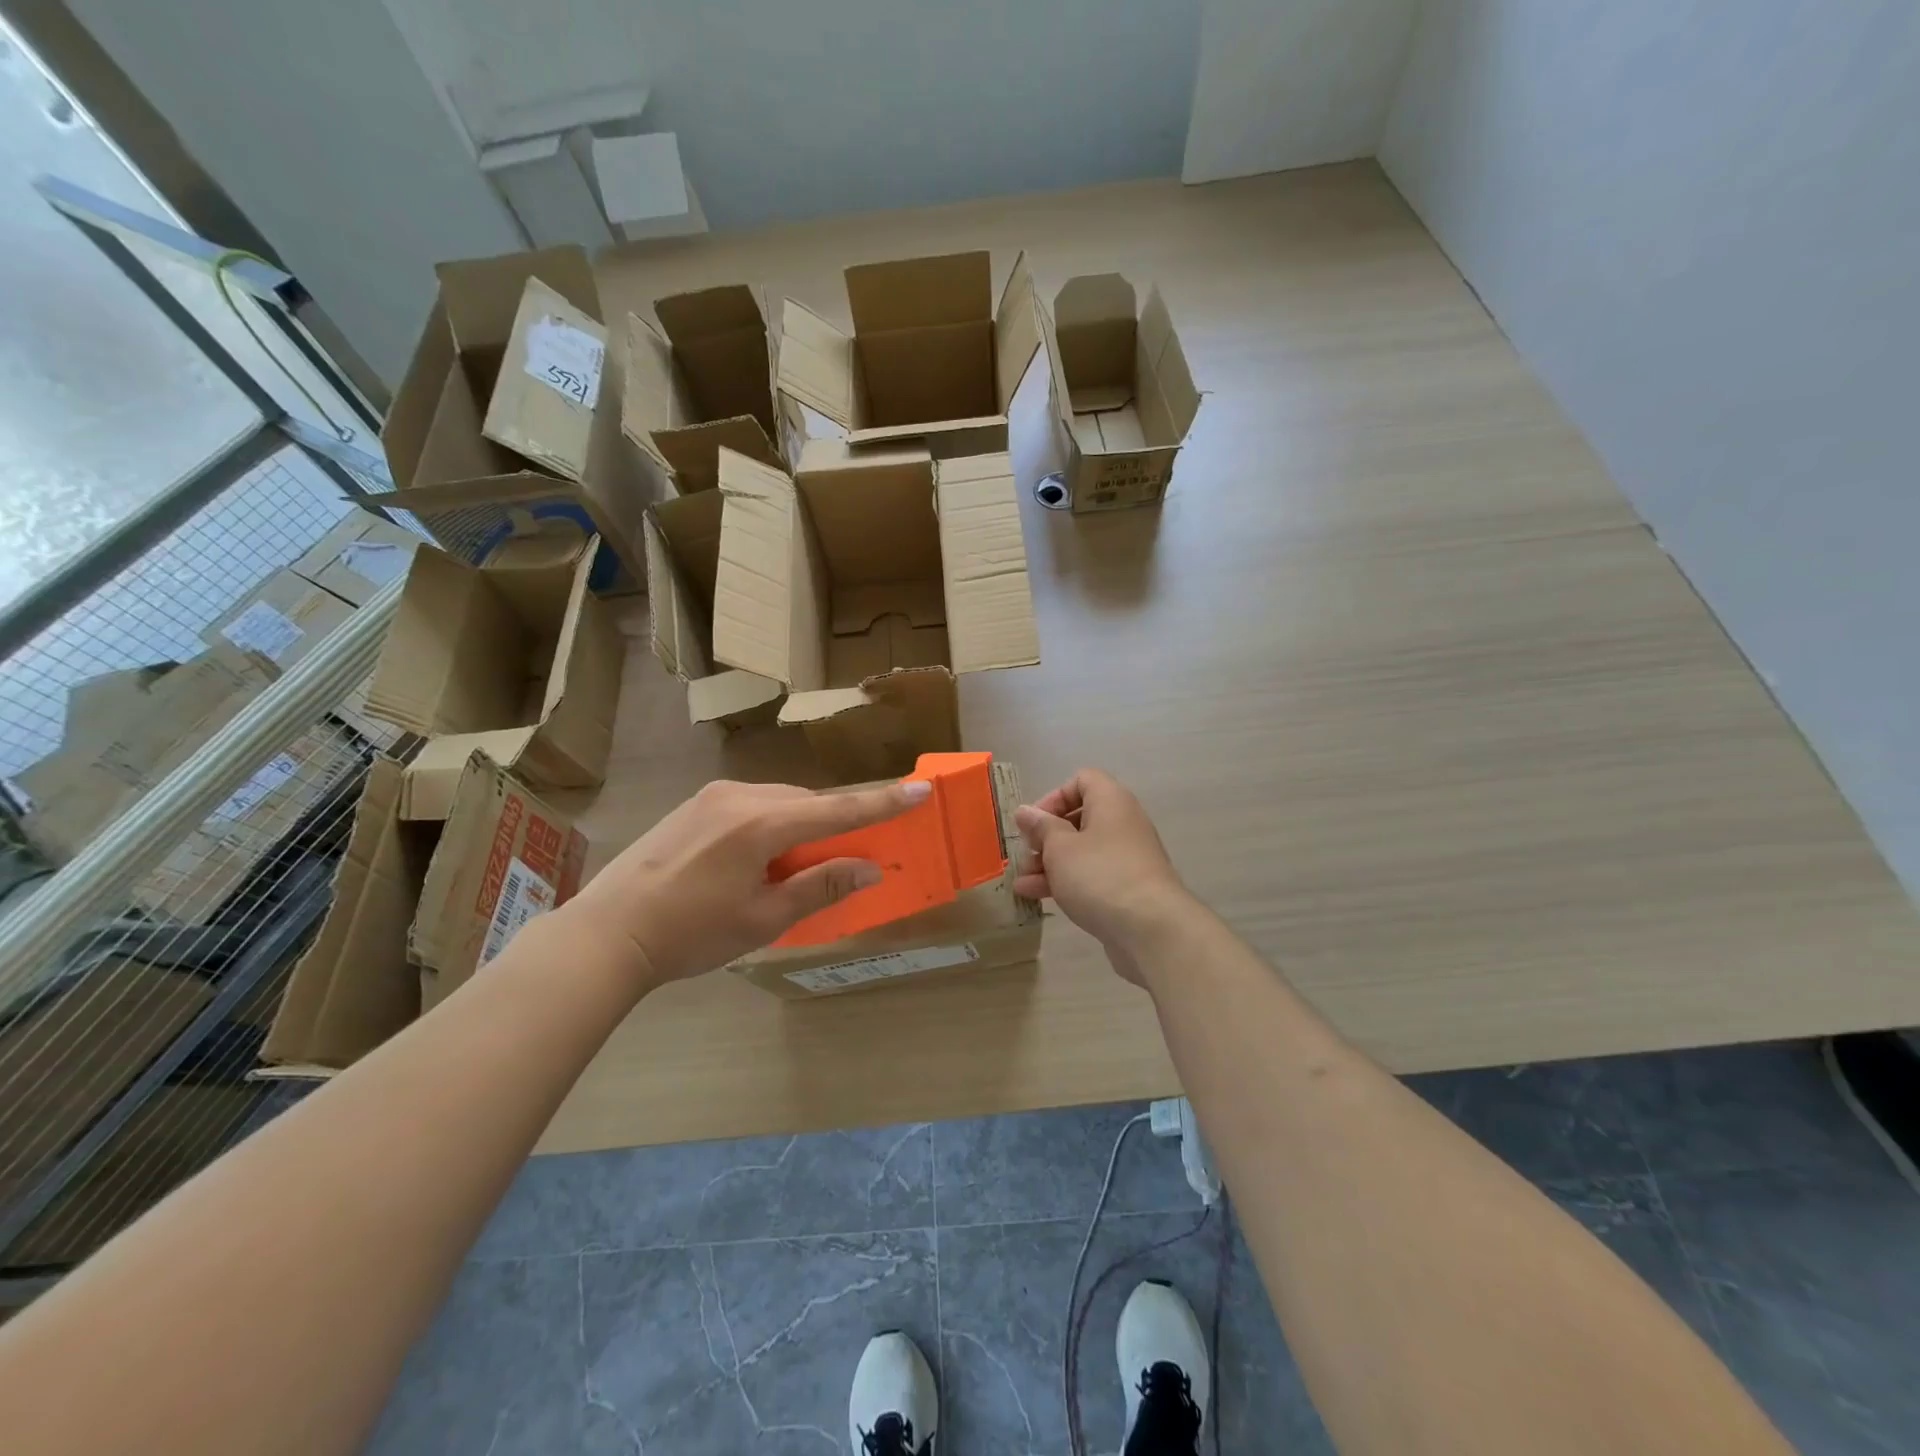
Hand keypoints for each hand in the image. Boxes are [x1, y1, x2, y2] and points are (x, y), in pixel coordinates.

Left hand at [563, 778, 929, 990]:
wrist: (609, 932)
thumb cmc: (691, 933)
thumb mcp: (764, 918)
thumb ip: (821, 886)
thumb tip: (870, 867)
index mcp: (762, 823)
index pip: (838, 810)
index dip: (883, 803)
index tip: (921, 789)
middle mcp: (741, 796)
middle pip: (808, 803)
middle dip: (833, 825)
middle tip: (846, 859)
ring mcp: (713, 797)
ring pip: (780, 802)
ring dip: (800, 826)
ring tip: (793, 869)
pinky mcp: (694, 805)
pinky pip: (752, 805)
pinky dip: (771, 825)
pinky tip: (757, 859)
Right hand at [1014, 769, 1193, 977]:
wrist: (1150, 928)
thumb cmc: (1099, 875)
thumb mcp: (1060, 848)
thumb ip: (1041, 827)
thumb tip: (1025, 811)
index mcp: (1111, 801)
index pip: (1082, 780)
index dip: (1054, 797)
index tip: (1034, 822)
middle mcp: (1123, 823)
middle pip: (1079, 818)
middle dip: (1046, 837)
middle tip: (1026, 854)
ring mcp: (1127, 857)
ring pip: (1082, 851)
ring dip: (1050, 863)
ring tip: (1022, 883)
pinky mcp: (1127, 888)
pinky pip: (1091, 875)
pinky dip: (1066, 881)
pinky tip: (1036, 897)